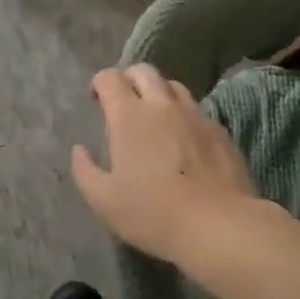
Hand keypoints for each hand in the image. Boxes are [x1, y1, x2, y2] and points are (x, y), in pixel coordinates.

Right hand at [71, 64, 261, 266]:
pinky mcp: (220, 131)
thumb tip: (79, 150)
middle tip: (124, 101)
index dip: (100, 83)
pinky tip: (185, 139)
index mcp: (129, 115)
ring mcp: (195, 115)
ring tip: (156, 115)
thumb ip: (85, 171)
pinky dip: (185, 116)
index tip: (96, 99)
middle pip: (144, 71)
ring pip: (174, 86)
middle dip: (129, 78)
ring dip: (159, 93)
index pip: (110, 78)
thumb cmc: (154, 212)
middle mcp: (161, 105)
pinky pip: (198, 111)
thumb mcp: (105, 201)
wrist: (220, 226)